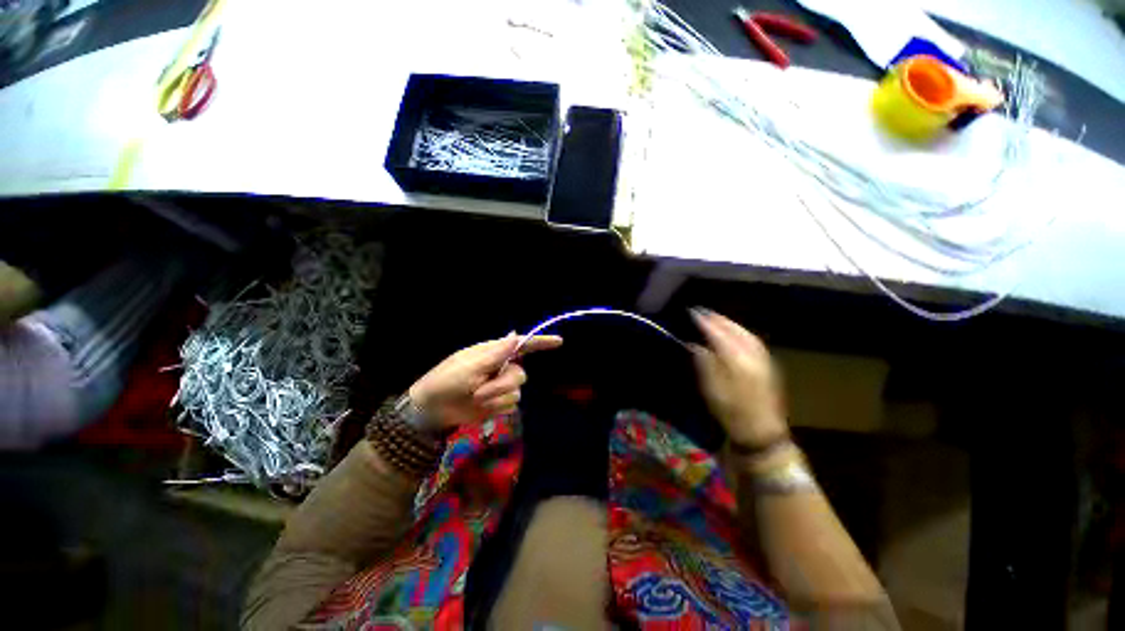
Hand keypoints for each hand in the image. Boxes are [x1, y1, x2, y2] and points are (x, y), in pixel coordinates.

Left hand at [408, 332, 562, 428]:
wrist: (432, 409)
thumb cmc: (447, 380)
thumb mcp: (469, 366)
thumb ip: (496, 354)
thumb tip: (516, 334)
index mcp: (493, 353)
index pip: (522, 345)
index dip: (540, 343)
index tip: (559, 342)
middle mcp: (501, 367)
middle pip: (521, 375)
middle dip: (502, 385)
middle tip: (479, 391)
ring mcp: (500, 386)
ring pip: (517, 392)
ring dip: (496, 398)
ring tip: (476, 398)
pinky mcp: (499, 402)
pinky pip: (510, 405)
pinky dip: (496, 408)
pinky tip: (482, 407)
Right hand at [691, 309, 787, 448]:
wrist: (762, 431)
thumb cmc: (732, 411)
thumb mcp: (711, 389)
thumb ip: (704, 363)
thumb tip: (695, 345)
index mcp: (735, 360)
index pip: (718, 334)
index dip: (704, 322)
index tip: (692, 313)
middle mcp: (751, 355)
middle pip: (734, 330)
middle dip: (718, 319)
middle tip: (703, 312)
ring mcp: (762, 359)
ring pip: (745, 333)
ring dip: (730, 323)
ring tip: (717, 318)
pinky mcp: (767, 365)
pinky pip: (753, 340)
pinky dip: (741, 332)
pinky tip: (736, 332)